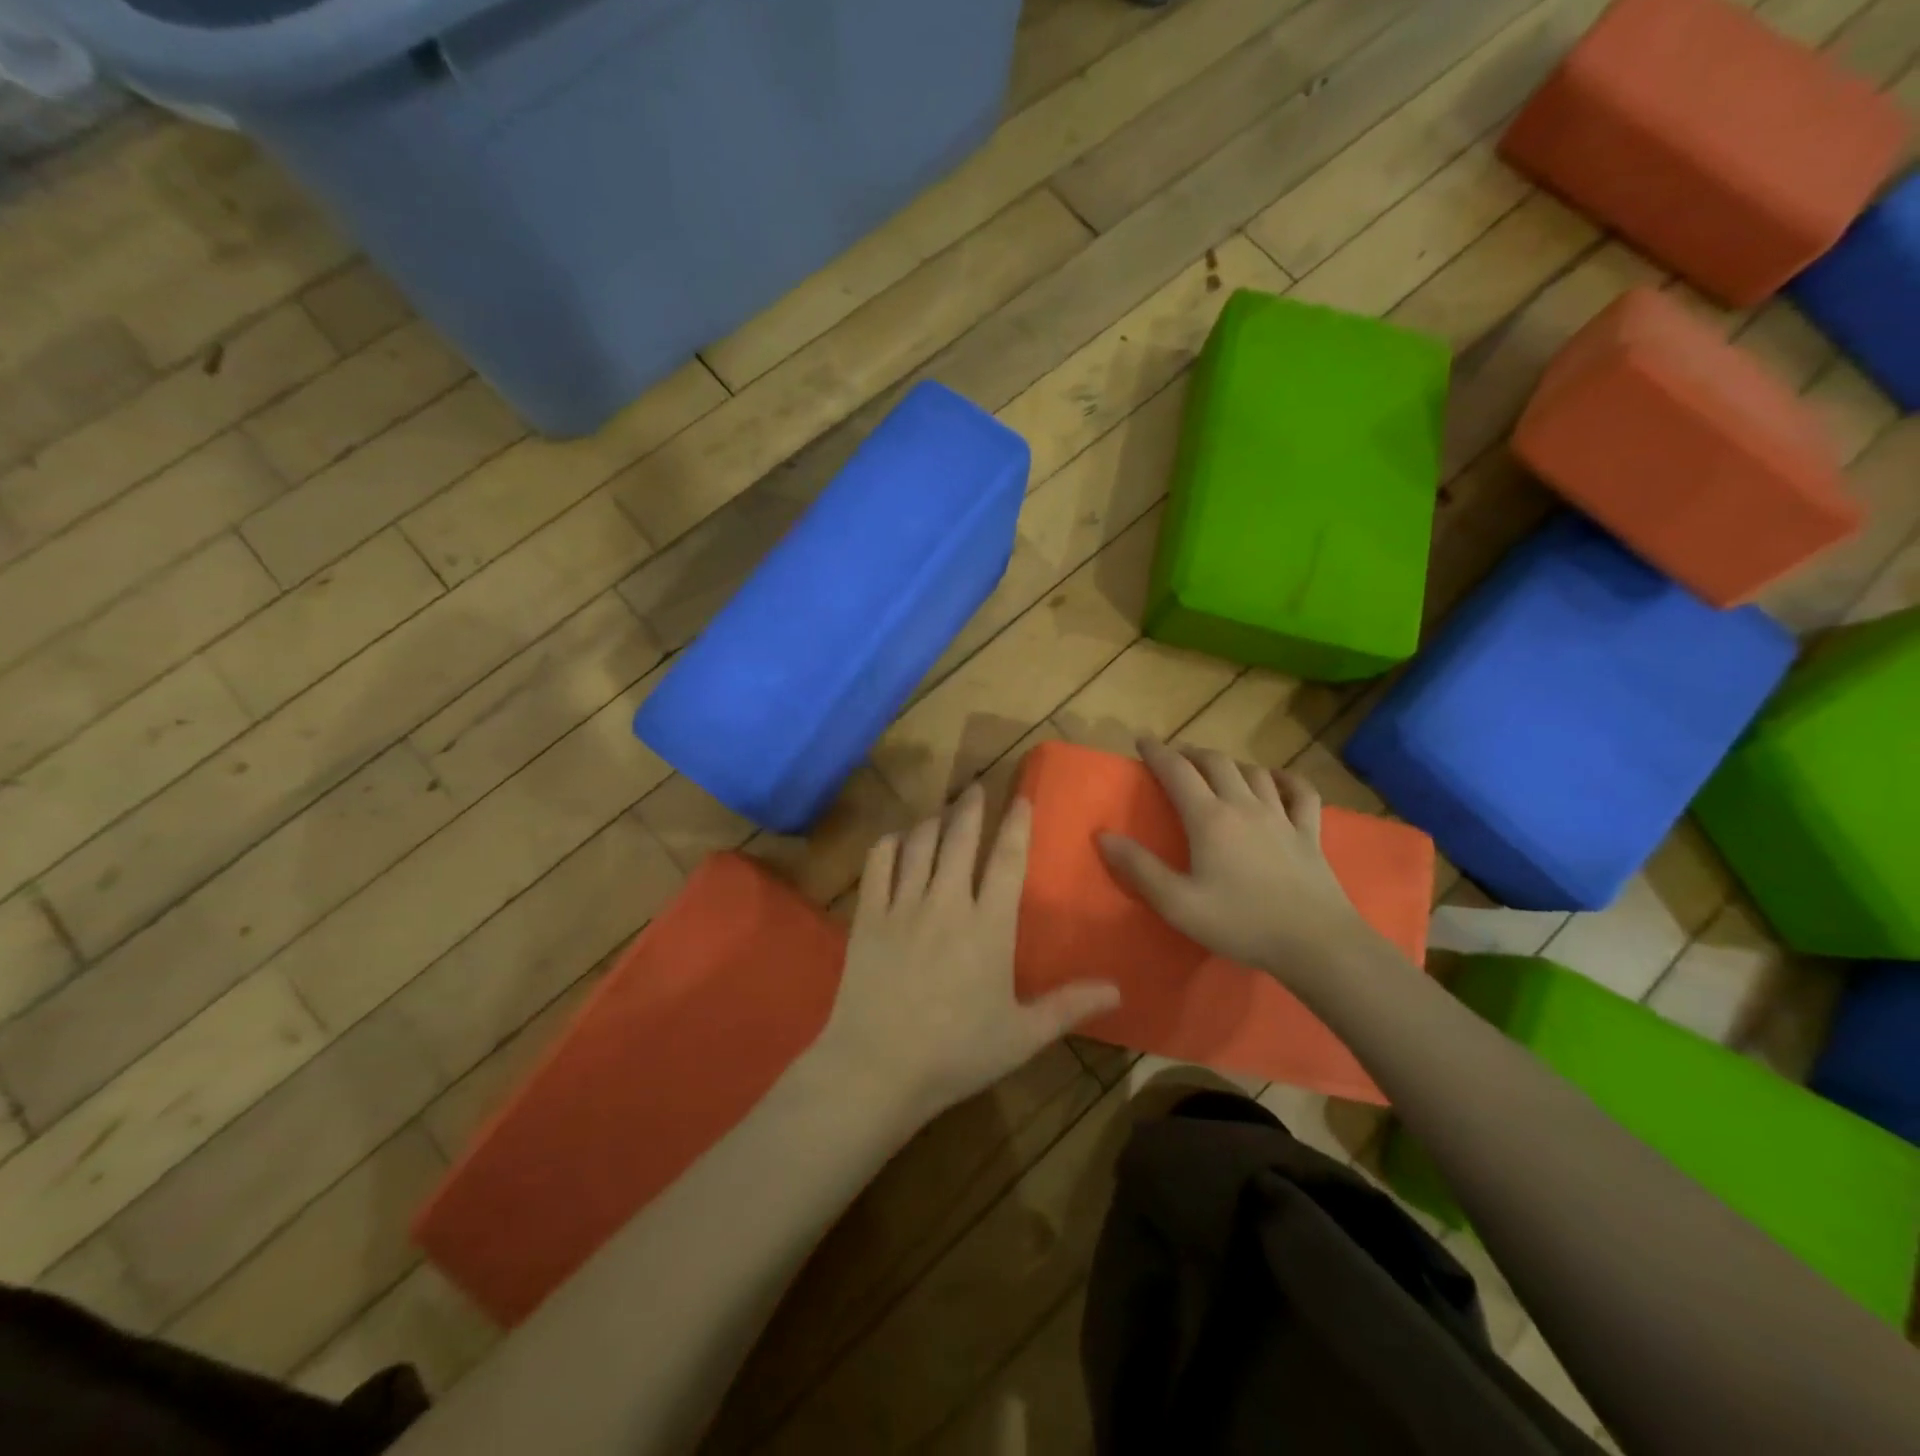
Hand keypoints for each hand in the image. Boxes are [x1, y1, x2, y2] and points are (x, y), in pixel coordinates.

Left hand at [816, 784, 1120, 1125]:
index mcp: (989, 926)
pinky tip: (897, 841)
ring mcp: (903, 906)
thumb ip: (1069, 1006)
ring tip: (941, 812)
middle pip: (960, 839)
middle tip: (976, 787)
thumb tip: (1118, 989)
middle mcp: (947, 903)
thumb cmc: (957, 1053)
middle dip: (970, 808)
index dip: (1016, 825)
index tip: (1020, 797)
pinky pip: (878, 863)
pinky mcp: (868, 916)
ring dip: (933, 821)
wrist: (878, 1068)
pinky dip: (890, 844)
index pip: (1007, 860)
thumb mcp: (1022, 1035)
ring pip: (919, 844)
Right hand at [1097, 739, 1378, 983]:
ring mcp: (1282, 817)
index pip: (1177, 772)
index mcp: (1209, 819)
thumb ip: (1140, 868)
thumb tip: (1103, 836)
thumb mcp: (1178, 903)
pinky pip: (1300, 793)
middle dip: (1191, 753)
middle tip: (1176, 756)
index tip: (1141, 739)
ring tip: (1217, 769)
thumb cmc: (1241, 923)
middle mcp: (1244, 806)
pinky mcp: (1309, 833)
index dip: (1157, 752)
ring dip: (1231, 763)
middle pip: (1216, 763)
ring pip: (1254, 772)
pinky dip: (1285, 779)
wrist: (1316, 943)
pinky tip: (1277, 780)